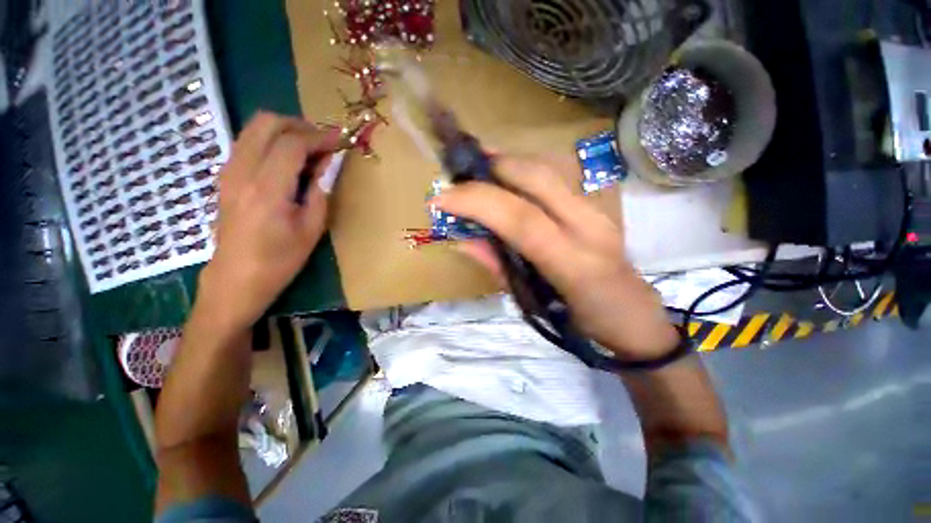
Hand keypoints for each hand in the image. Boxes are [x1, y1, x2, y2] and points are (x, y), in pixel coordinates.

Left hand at [196, 112, 341, 332]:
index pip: (292, 143)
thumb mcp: (312, 228)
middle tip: (324, 142)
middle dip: (300, 125)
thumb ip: (320, 190)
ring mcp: (229, 171)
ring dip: (285, 131)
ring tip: (310, 150)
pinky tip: (289, 161)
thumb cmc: (280, 259)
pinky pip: (248, 142)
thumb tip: (328, 163)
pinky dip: (271, 141)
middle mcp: (242, 171)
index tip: (341, 140)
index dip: (320, 137)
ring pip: (254, 128)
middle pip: (267, 122)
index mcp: (267, 188)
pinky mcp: (226, 176)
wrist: (236, 279)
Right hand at [433, 155, 678, 360]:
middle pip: (535, 178)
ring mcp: (596, 210)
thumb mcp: (533, 303)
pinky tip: (505, 178)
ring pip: (546, 170)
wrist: (637, 320)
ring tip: (476, 171)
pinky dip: (523, 171)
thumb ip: (497, 266)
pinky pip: (553, 177)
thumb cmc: (584, 323)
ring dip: (506, 164)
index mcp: (572, 262)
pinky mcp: (596, 206)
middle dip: (491, 169)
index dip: (476, 201)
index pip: (520, 218)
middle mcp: (588, 225)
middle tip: (458, 176)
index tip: (441, 199)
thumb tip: (462, 240)